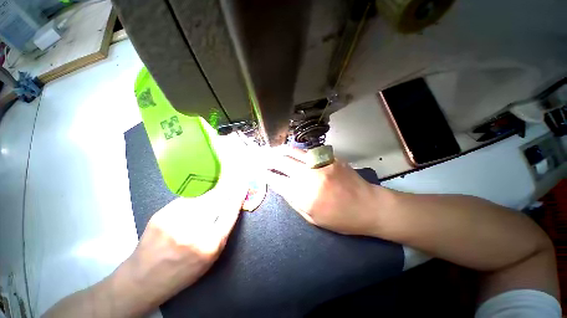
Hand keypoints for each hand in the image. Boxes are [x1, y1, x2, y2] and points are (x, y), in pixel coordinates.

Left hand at [114, 133, 250, 314]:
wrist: (142, 279)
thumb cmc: (183, 272)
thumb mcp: (211, 257)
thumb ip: (223, 229)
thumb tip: (232, 205)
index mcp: (210, 245)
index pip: (230, 210)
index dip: (239, 192)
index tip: (244, 180)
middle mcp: (194, 229)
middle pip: (219, 197)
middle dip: (230, 182)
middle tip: (238, 169)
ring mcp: (175, 219)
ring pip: (205, 195)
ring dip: (217, 184)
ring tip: (226, 173)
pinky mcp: (163, 213)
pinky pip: (190, 198)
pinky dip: (201, 192)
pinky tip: (206, 188)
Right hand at [265, 147, 383, 236]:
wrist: (368, 206)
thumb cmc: (340, 218)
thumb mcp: (312, 217)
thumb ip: (294, 200)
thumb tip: (281, 186)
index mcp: (304, 195)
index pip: (277, 180)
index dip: (265, 174)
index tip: (258, 170)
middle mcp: (309, 175)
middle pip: (282, 162)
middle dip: (268, 159)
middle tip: (260, 157)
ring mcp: (320, 163)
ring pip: (294, 152)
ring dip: (280, 151)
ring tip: (272, 151)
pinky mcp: (329, 157)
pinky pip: (307, 152)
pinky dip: (296, 152)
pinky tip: (291, 152)